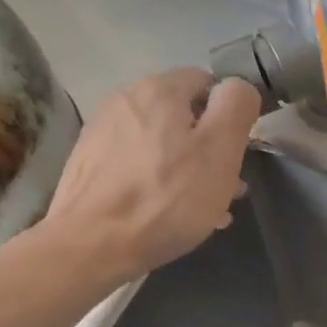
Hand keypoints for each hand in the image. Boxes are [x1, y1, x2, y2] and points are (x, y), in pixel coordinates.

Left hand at [40, 68, 260, 287]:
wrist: (92, 243)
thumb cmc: (167, 198)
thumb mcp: (220, 151)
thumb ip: (236, 108)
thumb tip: (238, 86)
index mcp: (159, 89)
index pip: (207, 83)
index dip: (229, 116)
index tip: (237, 154)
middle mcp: (125, 99)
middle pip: (182, 115)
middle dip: (208, 147)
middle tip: (226, 189)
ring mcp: (102, 131)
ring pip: (160, 143)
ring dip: (186, 167)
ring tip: (202, 208)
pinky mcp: (89, 162)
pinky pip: (137, 163)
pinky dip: (158, 180)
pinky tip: (167, 212)